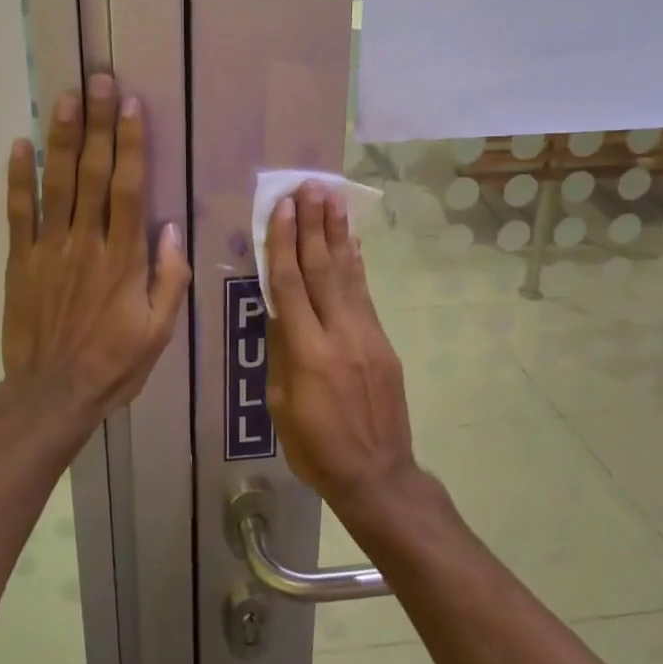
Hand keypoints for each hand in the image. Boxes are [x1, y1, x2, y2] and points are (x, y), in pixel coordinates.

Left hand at [2, 74, 190, 432]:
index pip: (129, 189)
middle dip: (97, 124)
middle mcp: (87, 242)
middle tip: (98, 79)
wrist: (52, 394)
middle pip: (92, 173)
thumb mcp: (159, 331)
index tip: (130, 105)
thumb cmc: (114, 363)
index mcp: (123, 258)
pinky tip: (19, 144)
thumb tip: (171, 229)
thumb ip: (169, 279)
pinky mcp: (21, 261)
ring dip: (61, 138)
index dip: (131, 144)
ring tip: (65, 97)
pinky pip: (18, 213)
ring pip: (56, 184)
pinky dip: (17, 179)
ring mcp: (49, 249)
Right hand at [264, 183, 415, 511]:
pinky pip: (364, 296)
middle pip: (322, 269)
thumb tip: (279, 313)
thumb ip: (281, 354)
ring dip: (337, 235)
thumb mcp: (280, 406)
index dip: (285, 244)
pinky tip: (351, 243)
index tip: (283, 209)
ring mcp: (367, 337)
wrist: (377, 476)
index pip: (291, 285)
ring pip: (347, 275)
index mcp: (308, 353)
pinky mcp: (384, 344)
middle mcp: (340, 335)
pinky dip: (356, 265)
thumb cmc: (316, 448)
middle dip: (314, 225)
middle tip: (309, 187)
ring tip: (331, 199)